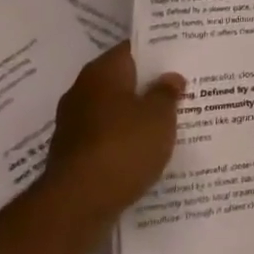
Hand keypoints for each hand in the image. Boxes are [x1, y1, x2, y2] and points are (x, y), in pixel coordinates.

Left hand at [41, 42, 183, 225]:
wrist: (77, 204)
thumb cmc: (124, 147)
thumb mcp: (160, 115)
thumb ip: (167, 93)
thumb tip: (170, 78)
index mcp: (103, 72)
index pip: (132, 49)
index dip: (158, 52)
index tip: (181, 56)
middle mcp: (83, 91)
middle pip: (122, 80)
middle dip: (148, 85)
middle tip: (181, 89)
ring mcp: (74, 124)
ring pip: (114, 110)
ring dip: (136, 114)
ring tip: (169, 121)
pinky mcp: (73, 153)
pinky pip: (106, 136)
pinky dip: (124, 139)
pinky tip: (146, 149)